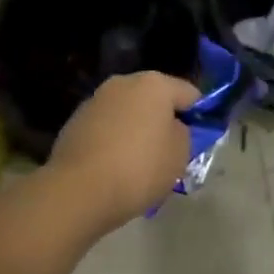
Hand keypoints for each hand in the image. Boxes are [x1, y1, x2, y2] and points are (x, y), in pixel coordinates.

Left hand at [46, 70, 202, 235]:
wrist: (77, 191)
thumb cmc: (138, 169)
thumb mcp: (180, 155)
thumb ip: (185, 134)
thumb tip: (173, 128)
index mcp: (155, 83)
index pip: (189, 93)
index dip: (198, 115)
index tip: (197, 140)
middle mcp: (125, 82)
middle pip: (155, 99)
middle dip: (163, 121)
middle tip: (168, 153)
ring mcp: (97, 99)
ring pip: (129, 113)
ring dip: (137, 130)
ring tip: (138, 164)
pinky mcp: (75, 121)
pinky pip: (106, 127)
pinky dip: (114, 141)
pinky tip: (113, 168)